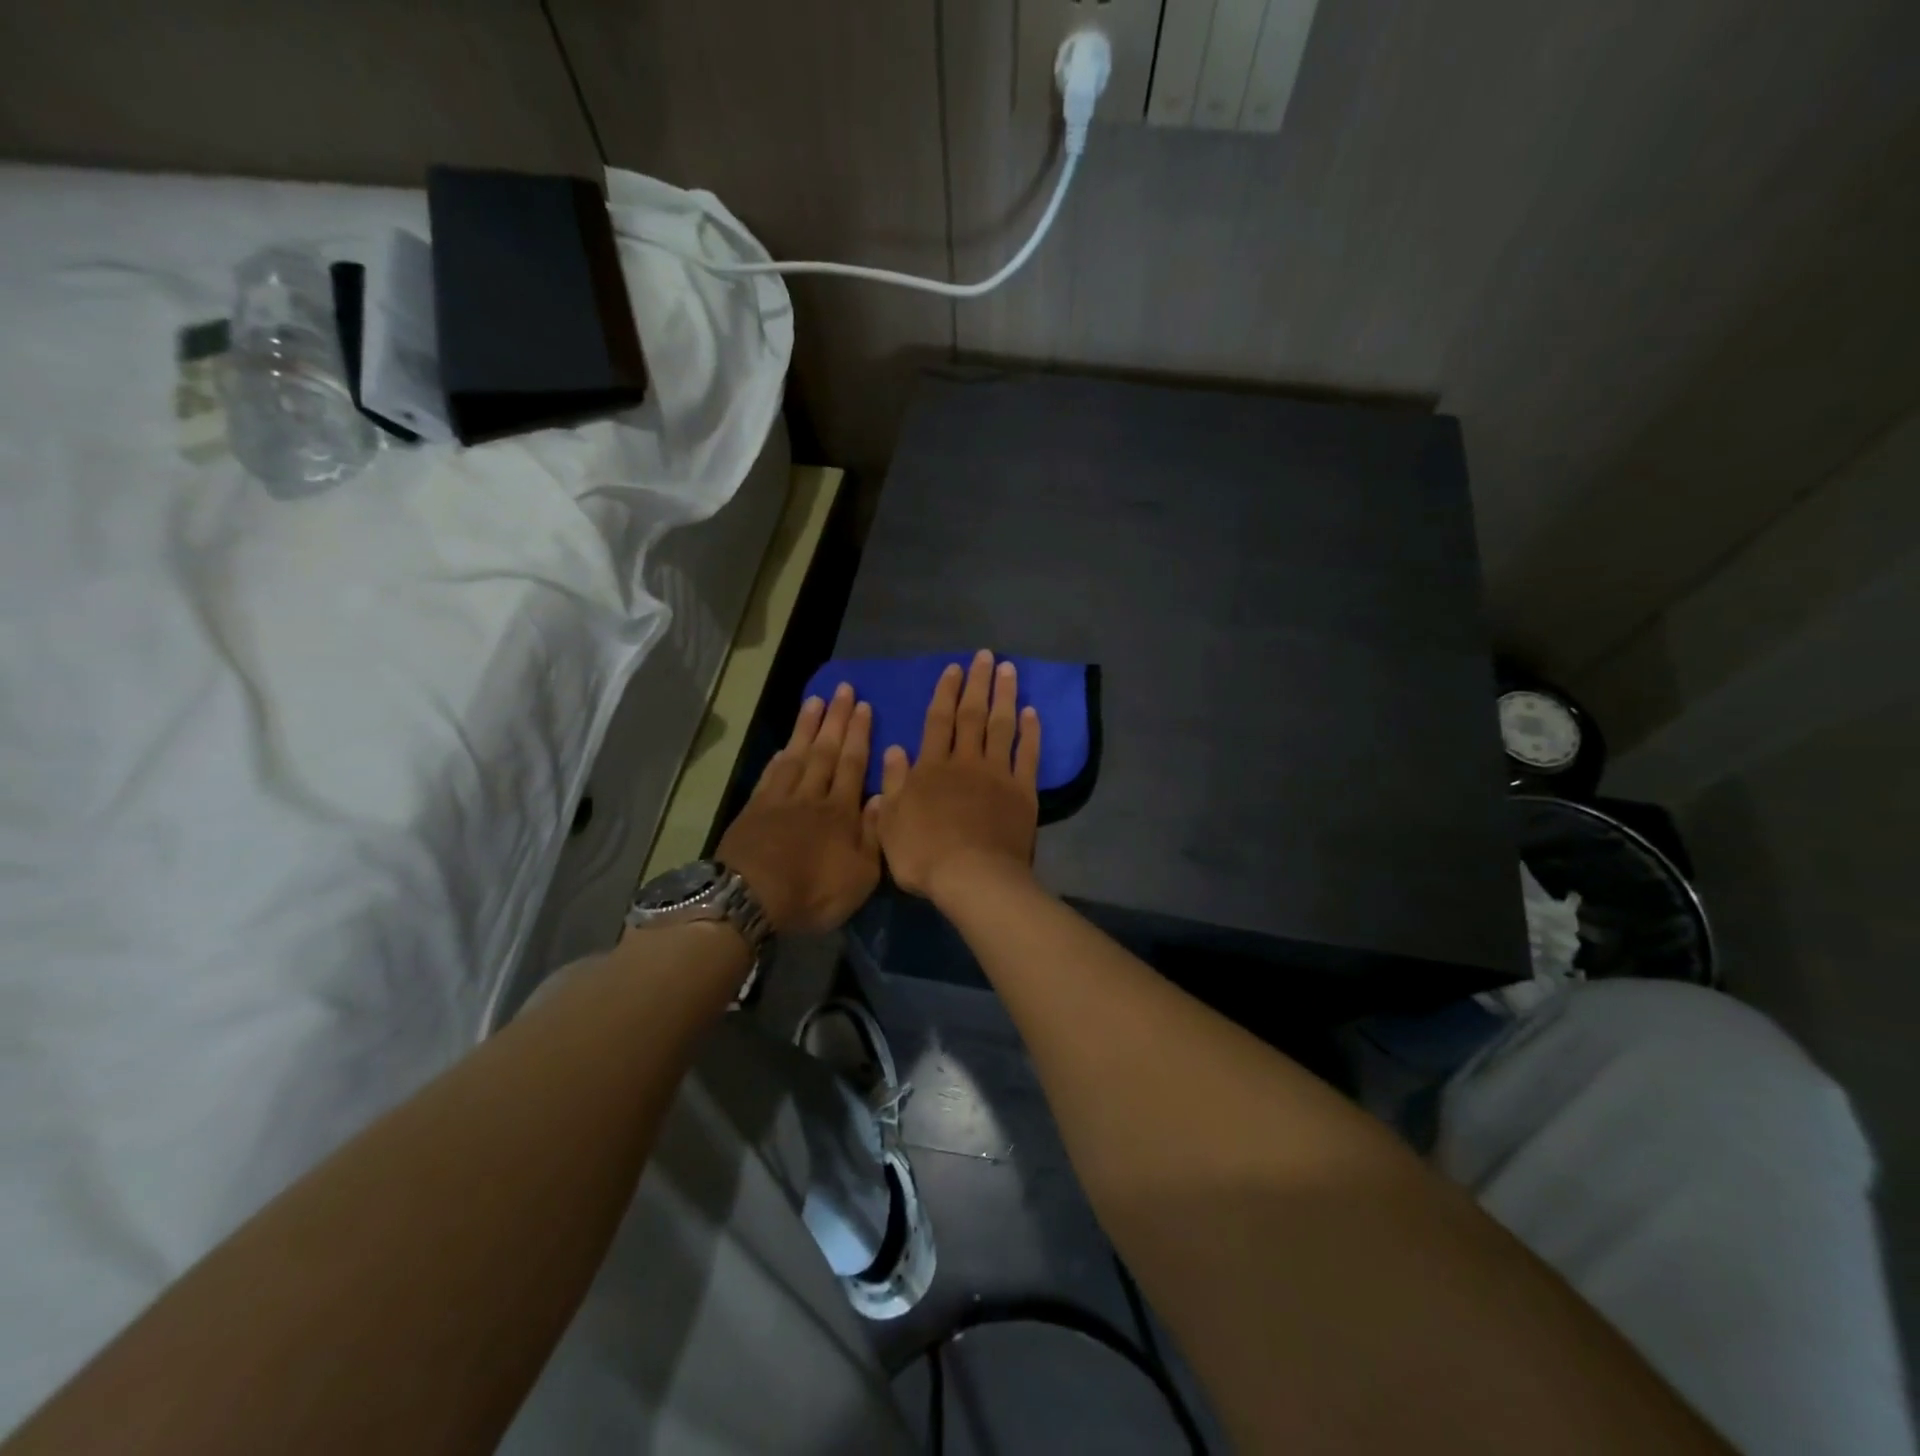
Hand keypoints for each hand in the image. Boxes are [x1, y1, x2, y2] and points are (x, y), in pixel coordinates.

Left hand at [716, 684, 881, 933]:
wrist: (750, 899)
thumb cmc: (813, 892)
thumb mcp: (861, 875)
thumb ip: (874, 834)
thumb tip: (882, 796)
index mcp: (841, 812)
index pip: (853, 764)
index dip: (859, 735)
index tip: (863, 706)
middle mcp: (812, 796)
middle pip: (826, 751)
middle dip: (836, 719)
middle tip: (843, 689)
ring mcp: (779, 800)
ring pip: (797, 755)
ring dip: (807, 727)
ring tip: (815, 701)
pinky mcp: (753, 810)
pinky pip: (770, 775)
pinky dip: (779, 758)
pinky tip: (784, 746)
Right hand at [876, 650, 1040, 902]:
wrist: (973, 878)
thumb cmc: (924, 854)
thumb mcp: (891, 822)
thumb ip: (893, 783)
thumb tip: (894, 748)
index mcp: (932, 768)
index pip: (938, 721)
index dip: (945, 693)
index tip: (954, 669)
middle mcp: (966, 762)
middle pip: (972, 715)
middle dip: (978, 683)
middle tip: (986, 656)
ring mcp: (998, 774)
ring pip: (1002, 726)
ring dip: (1005, 696)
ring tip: (1010, 670)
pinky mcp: (1023, 792)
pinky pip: (1028, 755)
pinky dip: (1030, 733)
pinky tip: (1033, 714)